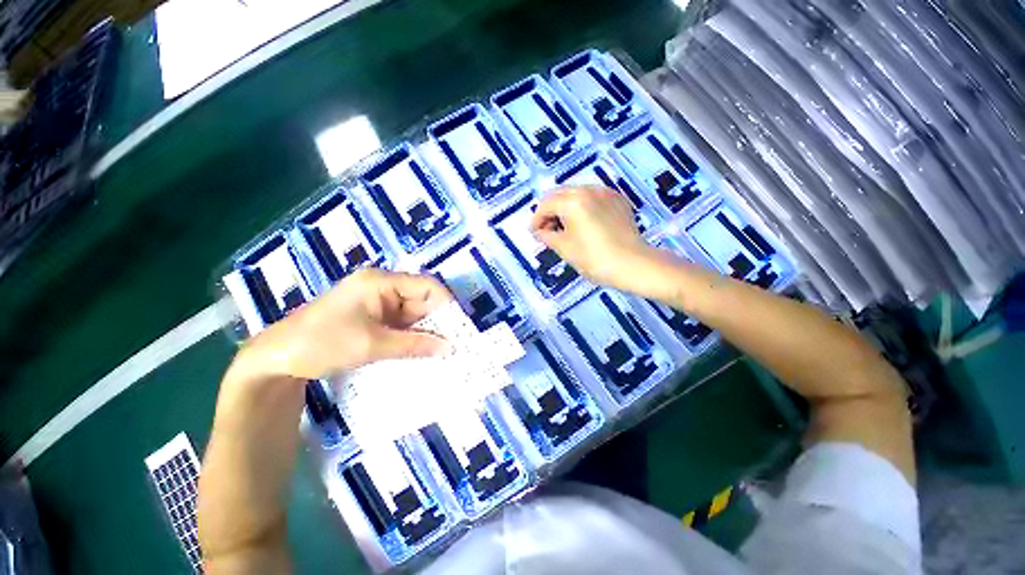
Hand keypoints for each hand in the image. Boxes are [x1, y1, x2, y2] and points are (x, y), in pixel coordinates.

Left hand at [233, 268, 452, 381]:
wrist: (277, 360)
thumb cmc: (323, 343)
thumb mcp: (373, 344)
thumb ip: (415, 344)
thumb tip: (450, 347)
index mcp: (381, 282)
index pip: (426, 286)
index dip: (446, 304)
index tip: (460, 328)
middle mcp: (382, 287)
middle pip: (421, 299)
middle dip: (437, 321)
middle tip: (454, 344)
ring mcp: (377, 303)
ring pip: (413, 314)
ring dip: (426, 331)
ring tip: (442, 351)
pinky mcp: (373, 318)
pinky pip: (401, 324)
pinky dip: (412, 336)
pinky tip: (422, 350)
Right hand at [531, 187, 665, 293]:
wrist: (633, 265)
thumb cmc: (594, 258)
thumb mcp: (565, 248)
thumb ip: (547, 236)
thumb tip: (540, 231)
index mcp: (572, 201)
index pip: (546, 205)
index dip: (536, 219)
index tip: (534, 233)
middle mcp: (588, 190)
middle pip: (560, 195)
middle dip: (550, 211)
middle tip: (547, 230)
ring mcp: (605, 193)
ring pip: (577, 194)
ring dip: (566, 208)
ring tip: (565, 227)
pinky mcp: (618, 200)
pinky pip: (593, 198)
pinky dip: (583, 207)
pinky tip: (584, 223)